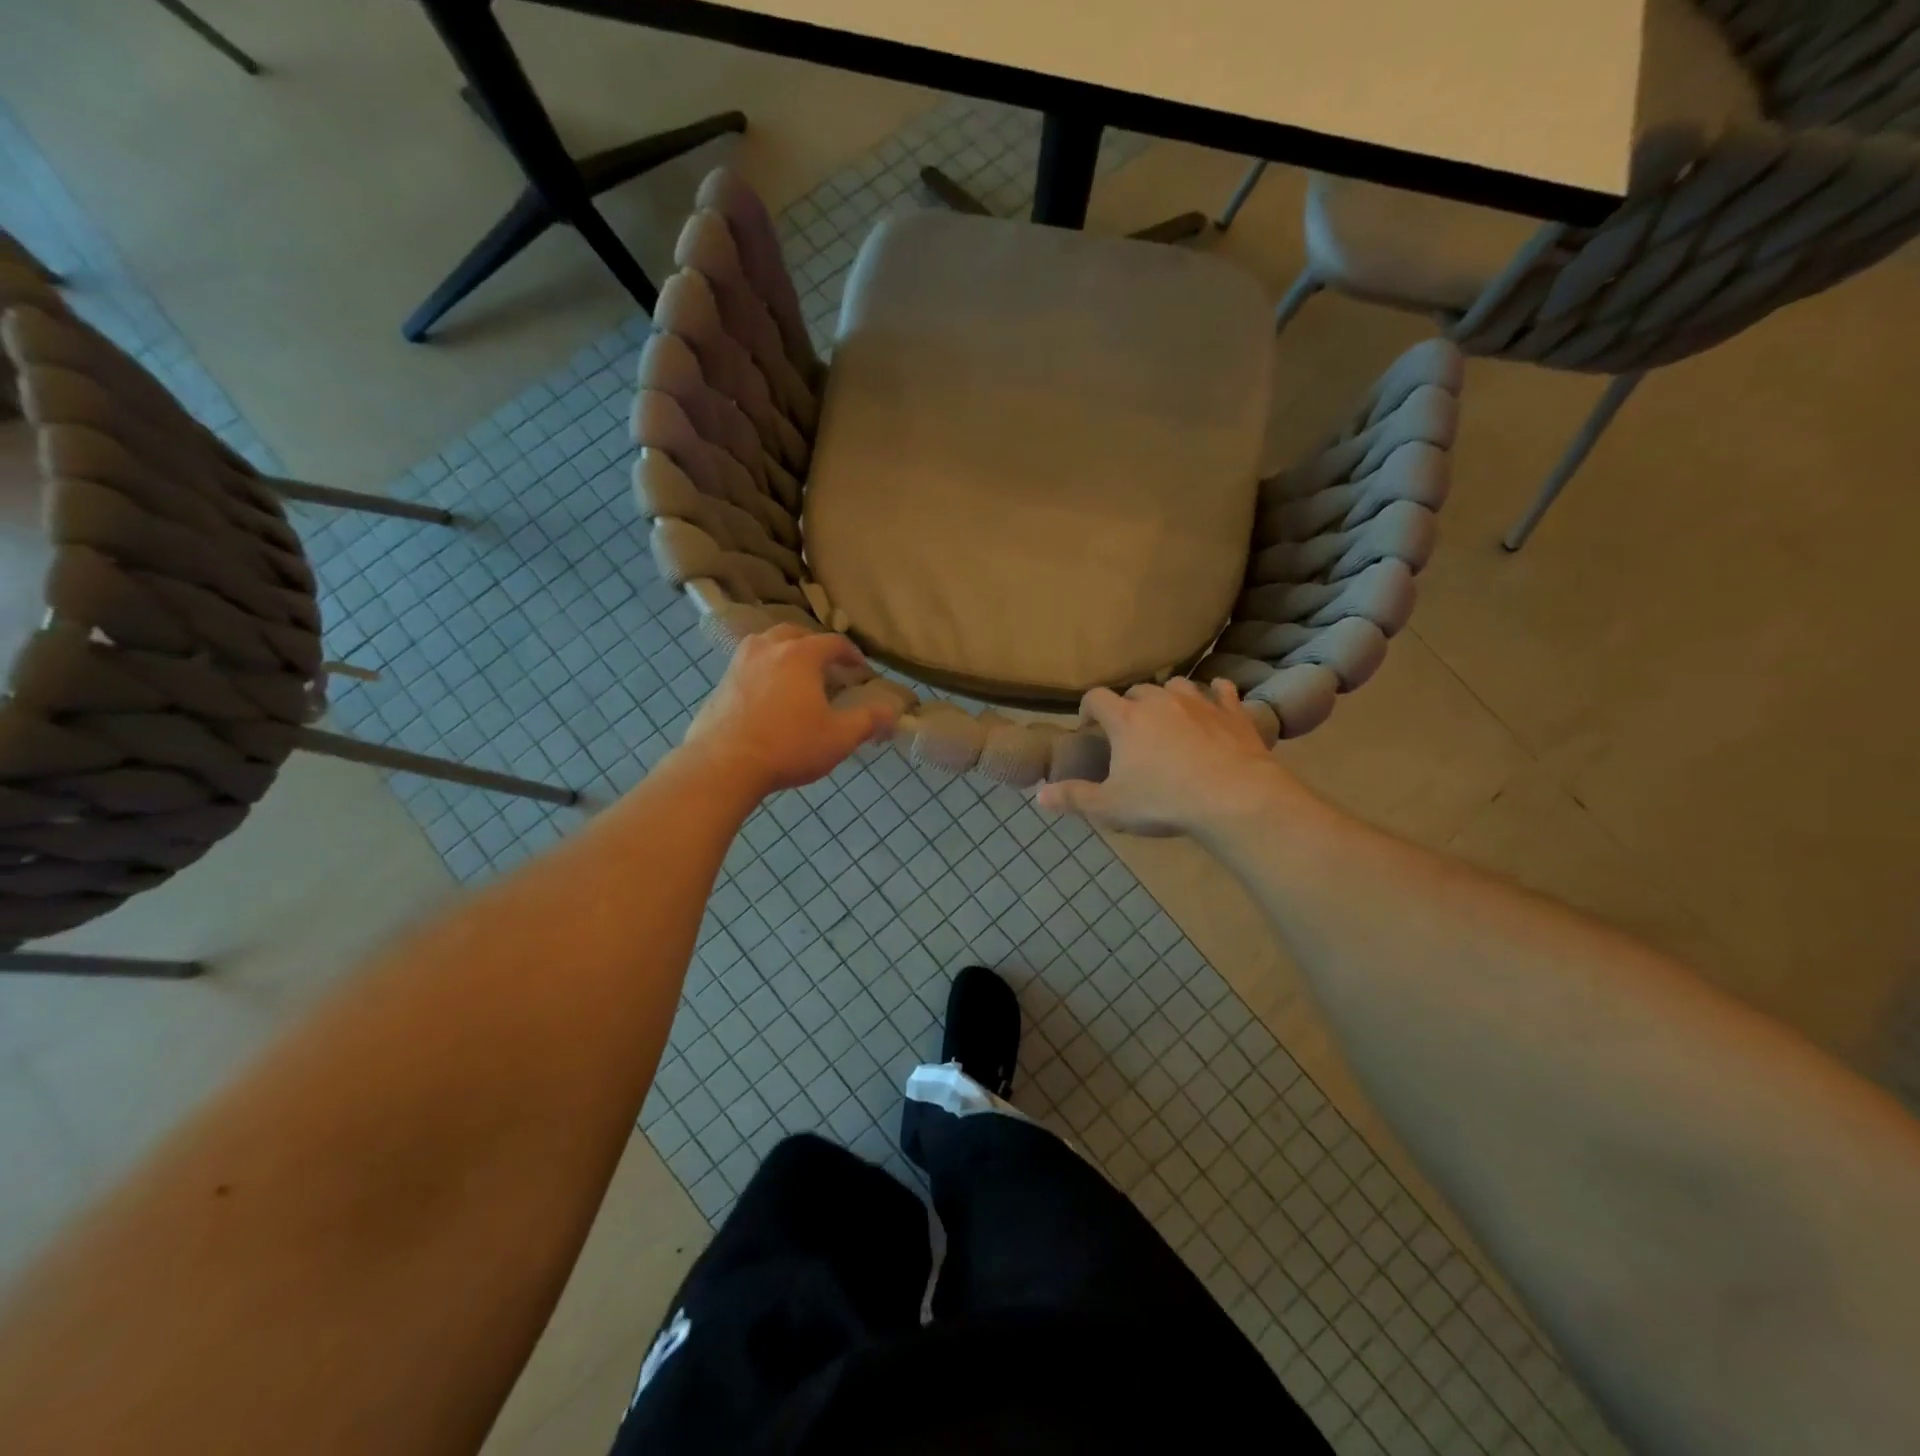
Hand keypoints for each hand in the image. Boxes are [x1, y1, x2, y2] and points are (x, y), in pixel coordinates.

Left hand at [684, 626, 898, 798]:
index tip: (861, 670)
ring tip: (796, 674)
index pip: (833, 643)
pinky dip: (764, 669)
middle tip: (828, 667)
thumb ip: (868, 721)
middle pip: (796, 633)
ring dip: (786, 652)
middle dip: (816, 646)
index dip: (852, 654)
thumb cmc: (788, 747)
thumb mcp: (838, 738)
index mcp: (800, 655)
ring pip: (767, 644)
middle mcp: (768, 648)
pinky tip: (768, 694)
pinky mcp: (721, 683)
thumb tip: (893, 712)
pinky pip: (749, 664)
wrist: (723, 765)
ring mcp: (739, 663)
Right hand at [1035, 679, 1307, 838]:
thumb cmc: (1164, 801)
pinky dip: (1215, 695)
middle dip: (1128, 705)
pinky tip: (1216, 701)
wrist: (1234, 798)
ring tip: (1167, 716)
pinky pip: (1222, 691)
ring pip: (1177, 685)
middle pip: (1137, 690)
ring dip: (1168, 697)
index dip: (1088, 708)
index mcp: (1126, 719)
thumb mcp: (1110, 806)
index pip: (1096, 697)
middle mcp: (1160, 701)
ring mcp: (1199, 703)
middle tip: (1129, 730)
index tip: (1089, 725)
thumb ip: (1074, 797)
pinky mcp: (1232, 713)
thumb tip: (1038, 796)